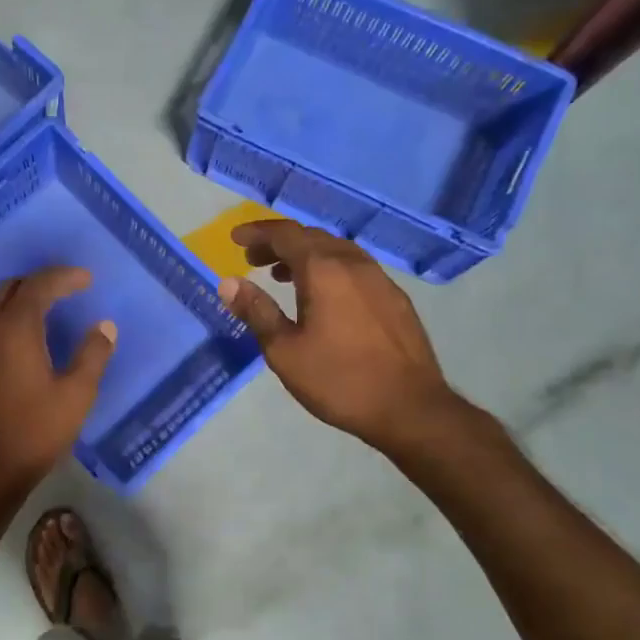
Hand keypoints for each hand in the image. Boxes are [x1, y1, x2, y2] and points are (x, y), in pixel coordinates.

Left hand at [0, 267, 115, 502]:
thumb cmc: (33, 433)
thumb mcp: (76, 396)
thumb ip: (92, 355)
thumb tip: (104, 326)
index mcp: (15, 327)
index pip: (40, 284)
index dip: (64, 276)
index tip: (86, 279)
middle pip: (9, 288)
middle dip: (38, 283)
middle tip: (63, 292)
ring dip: (15, 303)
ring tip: (39, 316)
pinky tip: (10, 349)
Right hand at [217, 219, 468, 460]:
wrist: (410, 408)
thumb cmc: (339, 380)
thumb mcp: (284, 351)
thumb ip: (257, 311)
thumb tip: (229, 282)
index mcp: (324, 270)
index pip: (285, 234)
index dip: (257, 232)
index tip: (235, 237)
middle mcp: (353, 264)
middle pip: (311, 237)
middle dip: (278, 243)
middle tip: (253, 260)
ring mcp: (379, 279)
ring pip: (336, 251)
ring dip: (305, 255)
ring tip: (282, 276)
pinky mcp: (395, 298)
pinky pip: (354, 268)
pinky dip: (329, 268)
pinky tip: (323, 296)